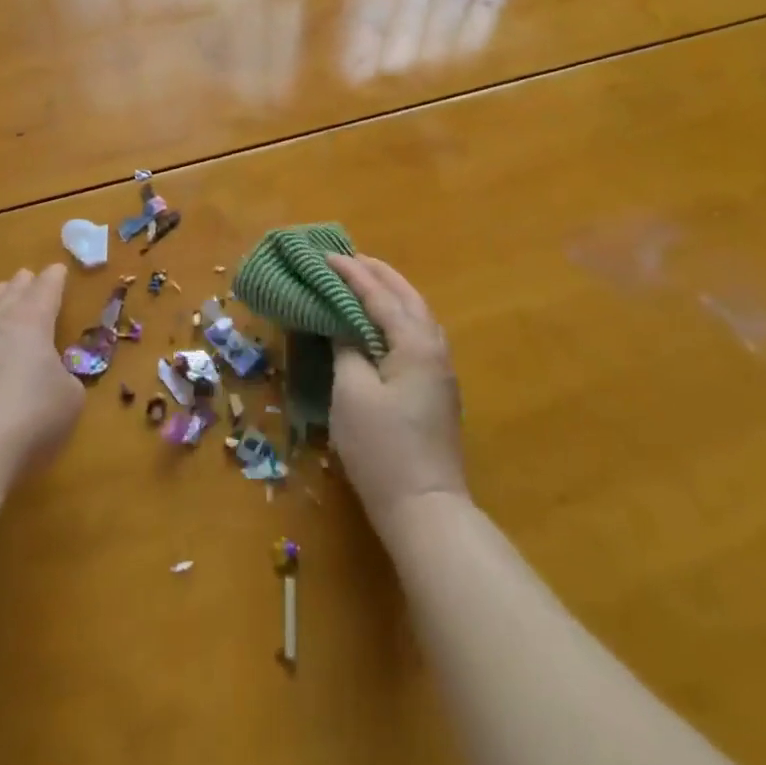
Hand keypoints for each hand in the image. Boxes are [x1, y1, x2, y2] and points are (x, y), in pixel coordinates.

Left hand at [0, 265, 84, 477]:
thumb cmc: (28, 420)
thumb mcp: (69, 400)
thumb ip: (65, 379)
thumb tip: (53, 379)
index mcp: (30, 322)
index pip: (45, 290)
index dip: (53, 279)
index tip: (57, 269)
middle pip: (9, 296)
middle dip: (21, 285)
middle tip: (25, 275)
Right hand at [327, 254, 466, 527]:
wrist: (426, 509)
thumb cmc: (382, 448)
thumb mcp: (352, 392)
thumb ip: (347, 348)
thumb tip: (343, 325)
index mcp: (414, 342)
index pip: (379, 295)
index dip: (351, 273)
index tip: (325, 255)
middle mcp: (434, 347)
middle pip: (406, 297)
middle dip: (377, 274)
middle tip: (348, 258)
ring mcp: (440, 370)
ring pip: (417, 314)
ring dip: (390, 293)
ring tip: (364, 281)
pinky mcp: (437, 389)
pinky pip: (417, 334)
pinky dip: (397, 316)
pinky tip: (382, 322)